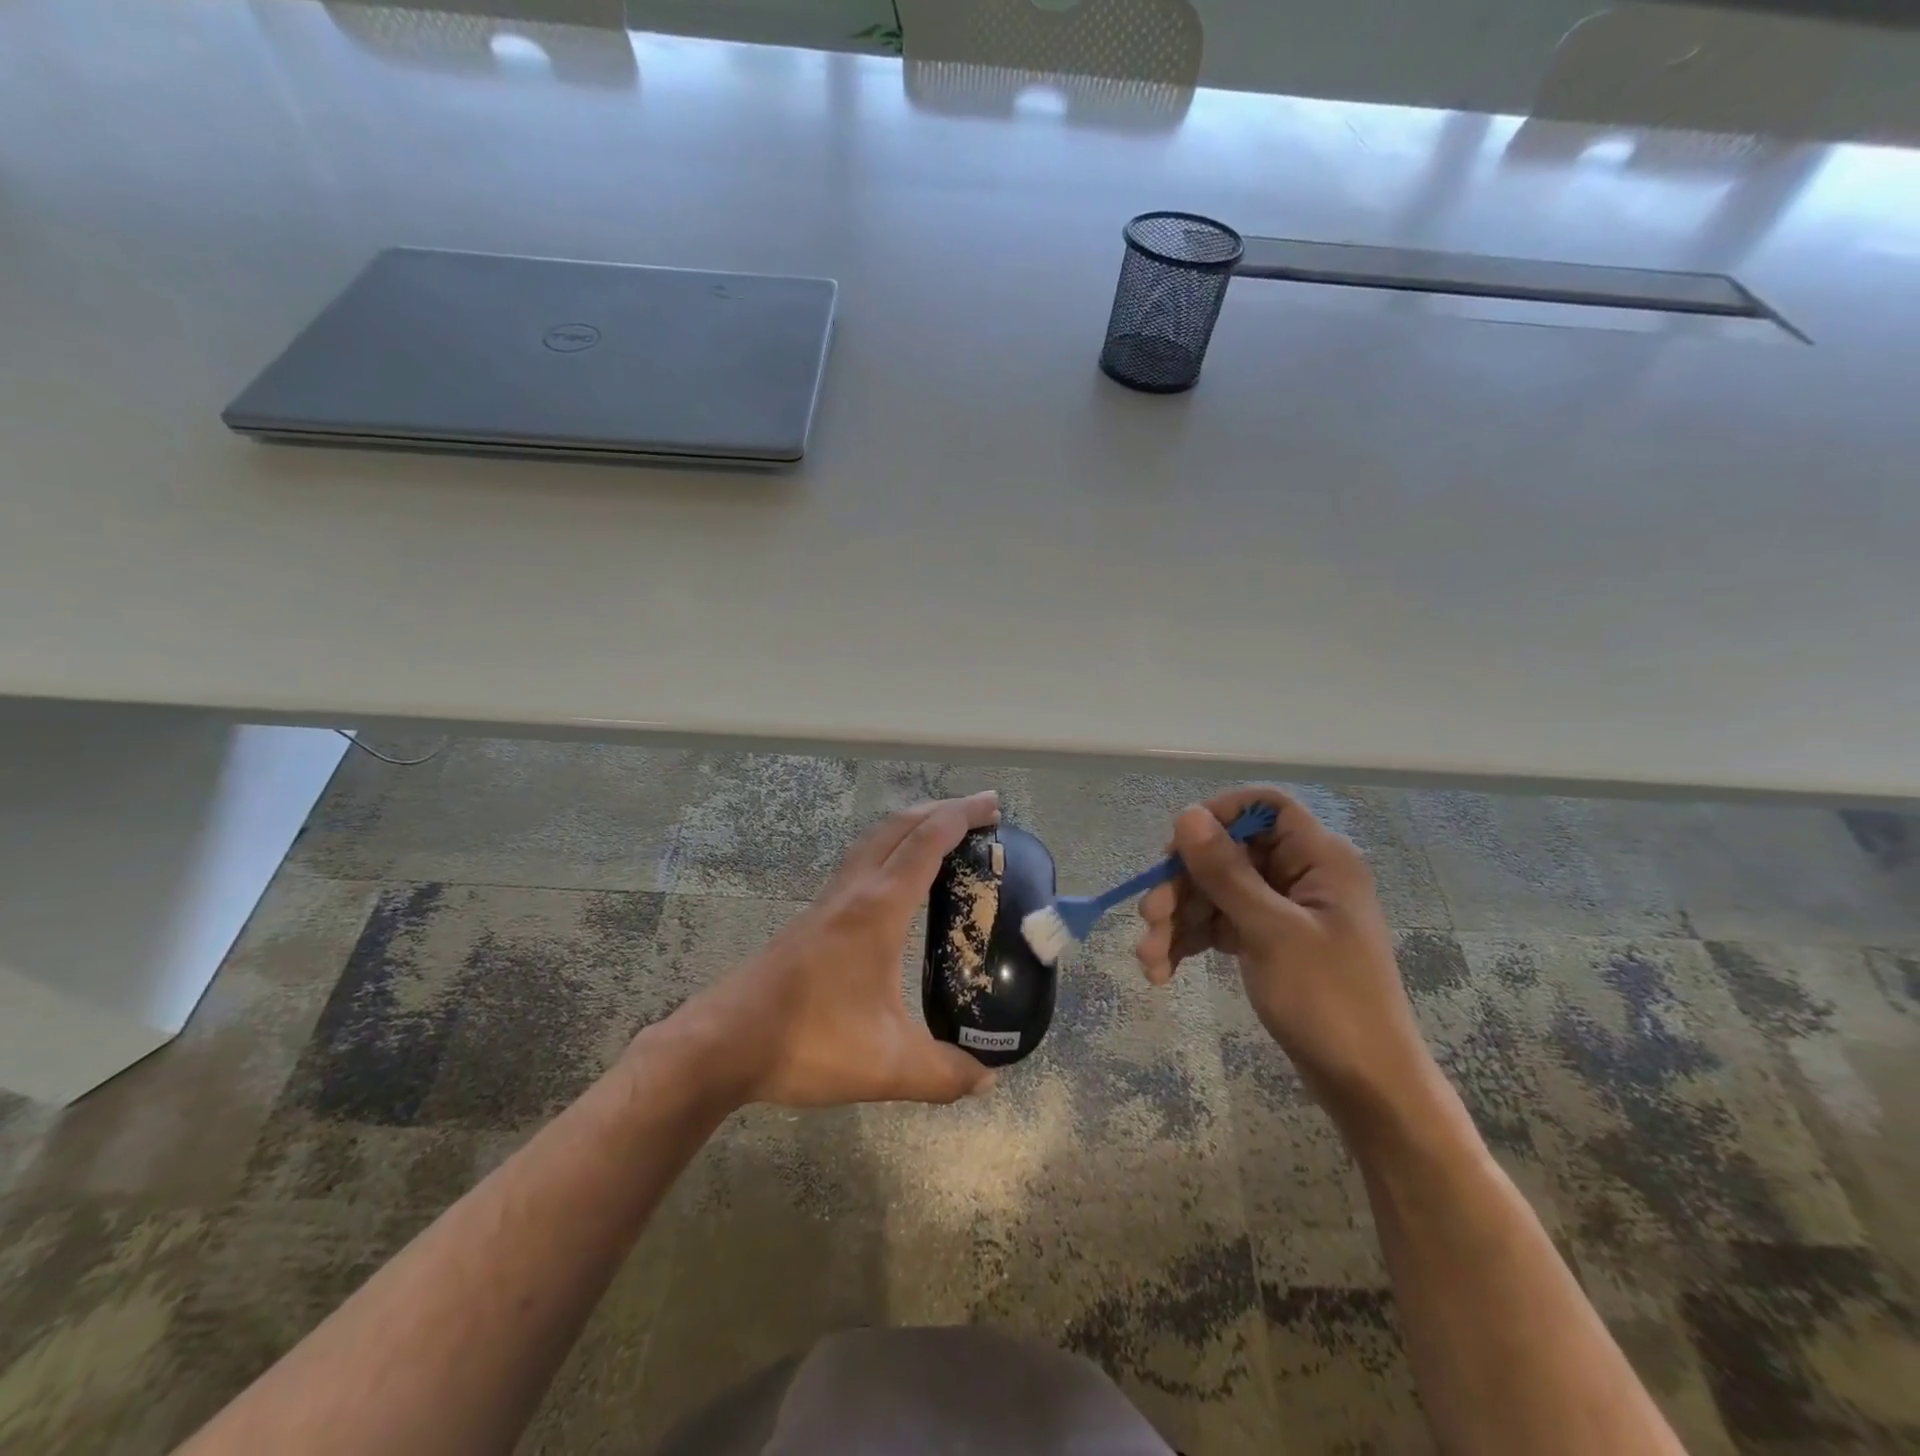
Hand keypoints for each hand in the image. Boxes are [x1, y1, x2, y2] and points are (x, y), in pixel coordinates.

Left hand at [669, 790, 1002, 1108]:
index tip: (993, 804)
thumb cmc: (808, 1042)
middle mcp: (853, 893)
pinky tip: (894, 883)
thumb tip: (989, 1079)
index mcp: (877, 909)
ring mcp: (827, 904)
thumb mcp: (888, 1066)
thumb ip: (944, 1074)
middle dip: (941, 810)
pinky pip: (858, 864)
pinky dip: (887, 851)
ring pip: (873, 841)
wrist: (723, 1044)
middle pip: (898, 827)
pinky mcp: (811, 921)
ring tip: (942, 835)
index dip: (962, 817)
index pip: (926, 843)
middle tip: (980, 813)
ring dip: (910, 826)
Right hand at [1134, 785, 1435, 1122]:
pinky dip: (1191, 942)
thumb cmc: (1328, 1001)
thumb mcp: (1271, 932)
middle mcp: (1301, 876)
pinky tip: (1163, 970)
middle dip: (1183, 885)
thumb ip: (1226, 871)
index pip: (1264, 807)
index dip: (1218, 816)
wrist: (1365, 1087)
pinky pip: (1220, 924)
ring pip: (1216, 892)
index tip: (1177, 848)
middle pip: (1228, 854)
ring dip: (1178, 920)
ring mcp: (1283, 911)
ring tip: (1149, 959)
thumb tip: (1186, 814)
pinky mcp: (1269, 941)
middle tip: (1150, 917)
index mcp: (1319, 859)